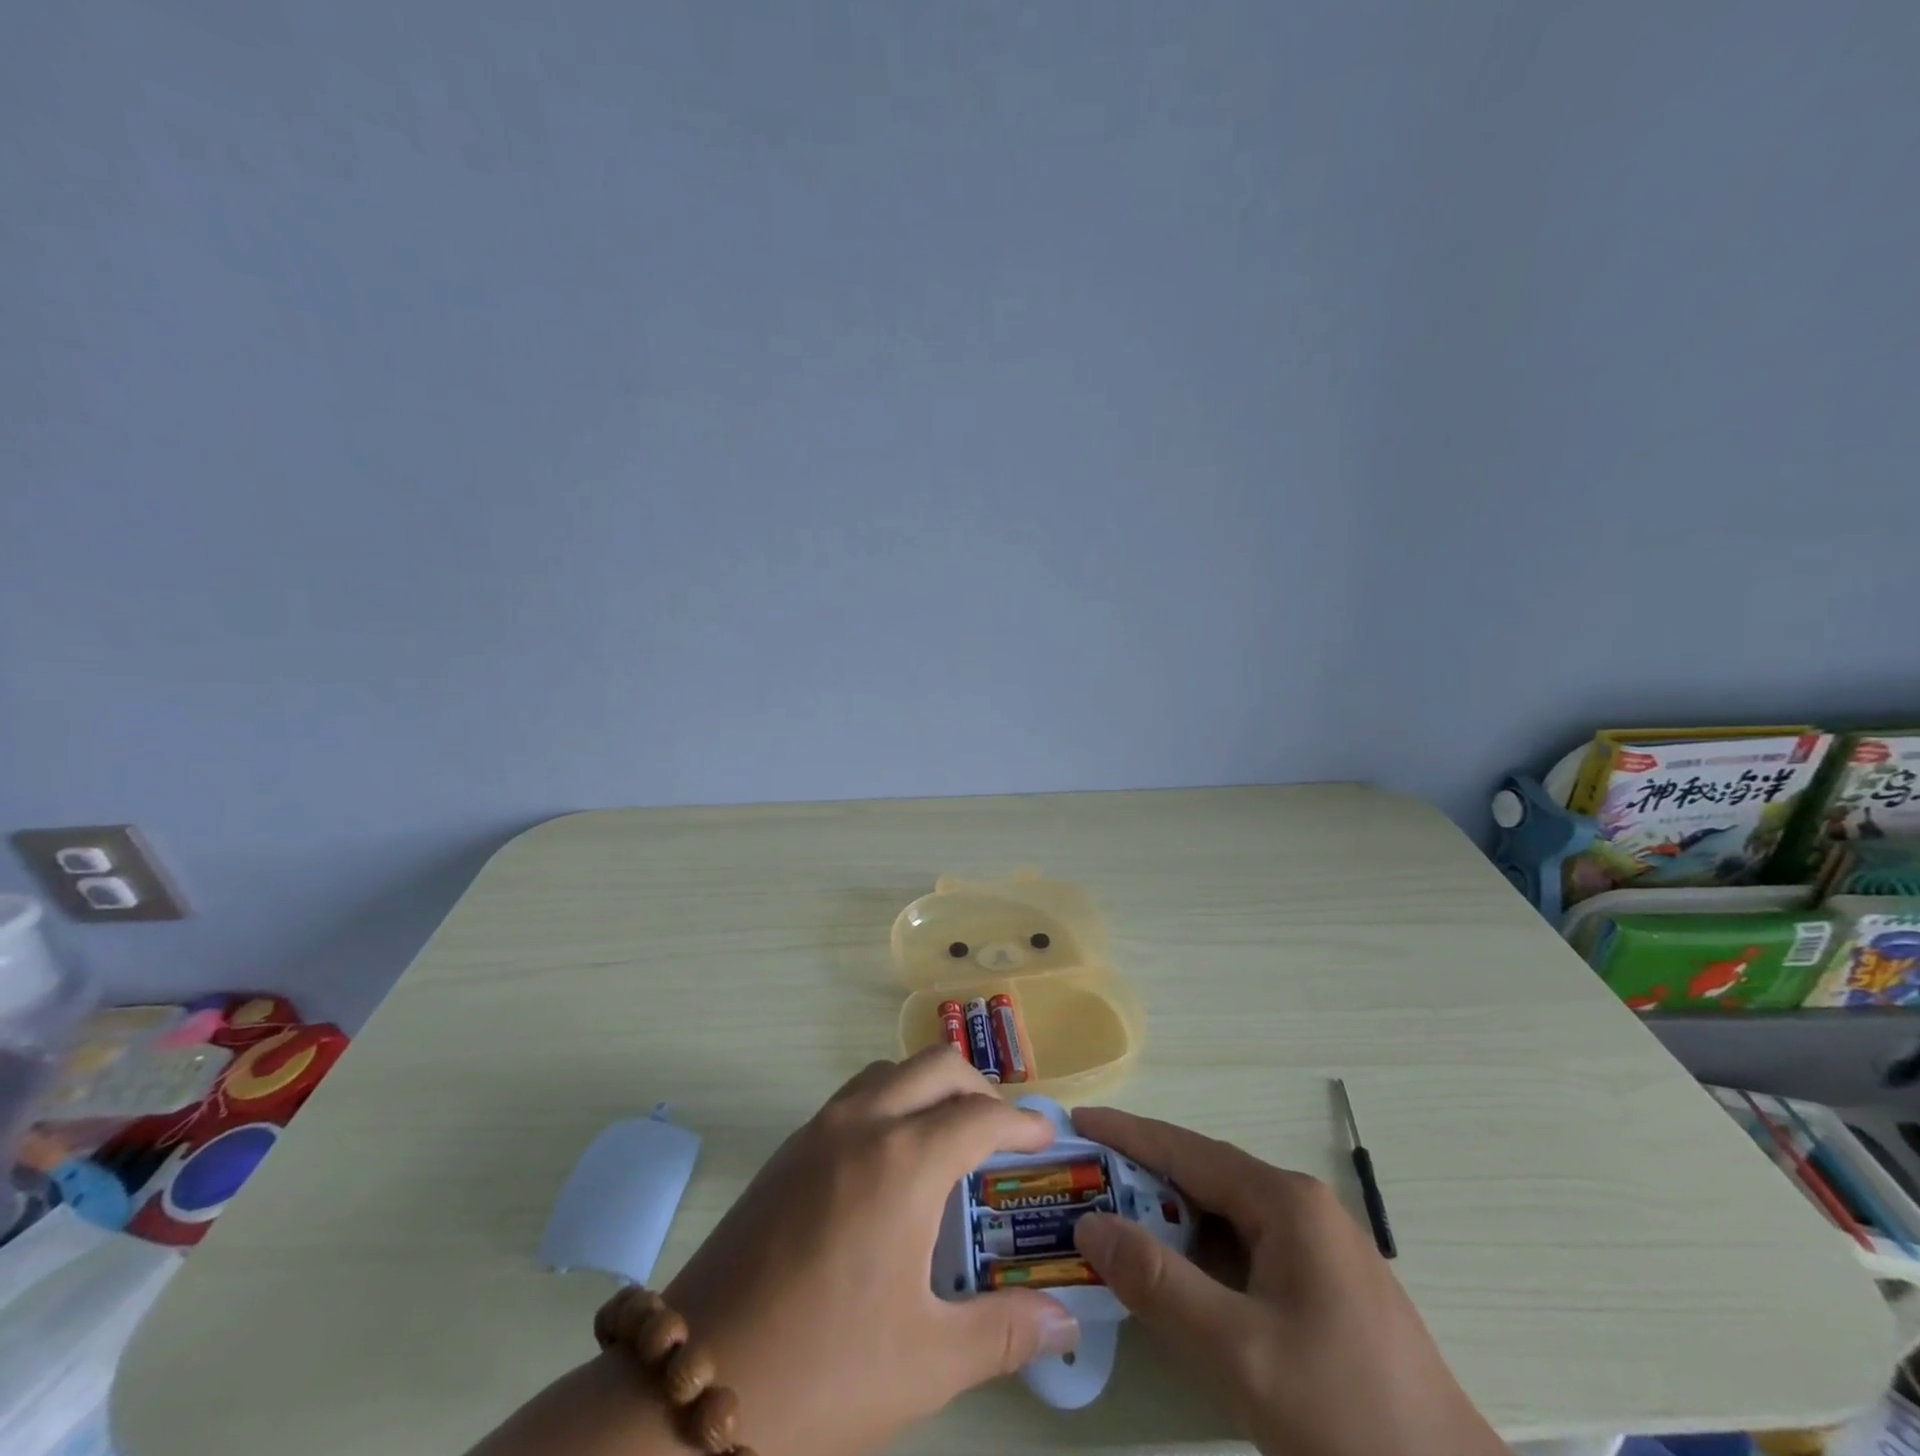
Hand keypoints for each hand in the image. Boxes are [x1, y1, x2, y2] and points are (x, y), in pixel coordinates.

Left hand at [663, 1048, 1078, 1455]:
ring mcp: (818, 1129)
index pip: (981, 1115)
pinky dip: (890, 1099)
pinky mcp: (788, 1149)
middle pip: (936, 1066)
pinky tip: (892, 1157)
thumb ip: (1006, 1333)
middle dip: (980, 1087)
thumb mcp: (927, 1362)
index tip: (1046, 1138)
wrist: (694, 1382)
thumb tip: (1067, 1324)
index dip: (1022, 1122)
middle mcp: (863, 1124)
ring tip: (950, 1135)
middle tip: (1003, 1132)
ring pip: (890, 1070)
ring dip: (930, 1085)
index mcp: (903, 1162)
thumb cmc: (823, 1371)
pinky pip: (855, 1095)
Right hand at [1070, 1107, 1504, 1455]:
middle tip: (1082, 1183)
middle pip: (1203, 1178)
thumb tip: (1090, 1224)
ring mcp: (1316, 1249)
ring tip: (1113, 1227)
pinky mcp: (1321, 1289)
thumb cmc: (1346, 1418)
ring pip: (1223, 1218)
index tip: (1078, 1122)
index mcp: (1286, 1202)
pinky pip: (1243, 1252)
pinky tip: (1173, 1280)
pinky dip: (1199, 1256)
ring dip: (1169, 1221)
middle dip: (1142, 1180)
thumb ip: (1159, 1285)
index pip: (1187, 1150)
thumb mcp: (1240, 1354)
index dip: (1128, 1135)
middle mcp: (1301, 1209)